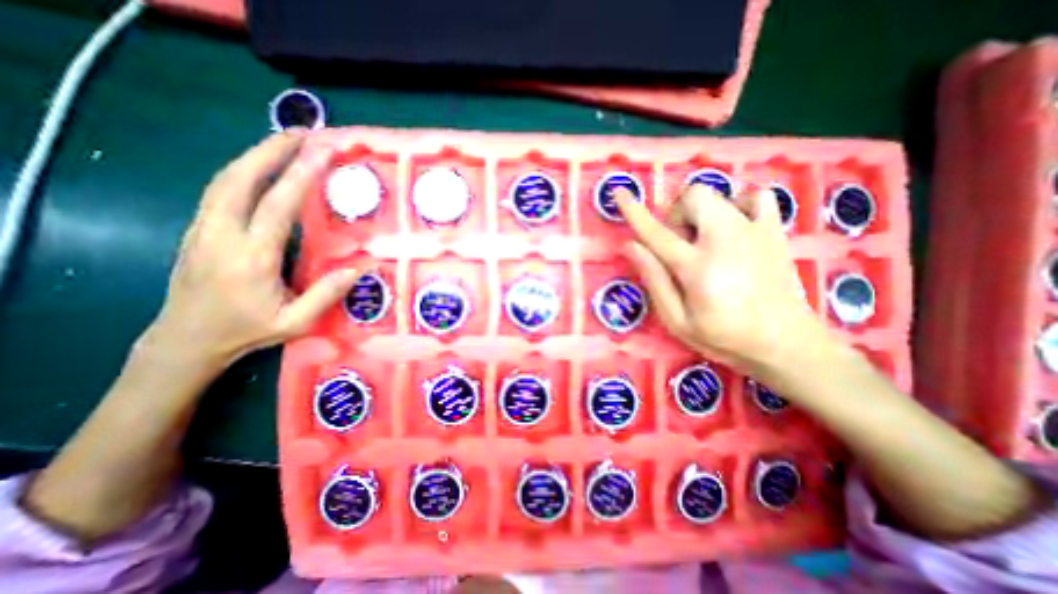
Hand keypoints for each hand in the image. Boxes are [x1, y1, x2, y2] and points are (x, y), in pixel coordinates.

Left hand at [144, 132, 358, 370]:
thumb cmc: (247, 330)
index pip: (276, 207)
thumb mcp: (296, 322)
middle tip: (301, 133)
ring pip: (224, 179)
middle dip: (271, 151)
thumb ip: (327, 294)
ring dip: (255, 155)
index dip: (298, 177)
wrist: (186, 338)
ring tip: (285, 141)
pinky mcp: (198, 229)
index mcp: (251, 258)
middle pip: (240, 180)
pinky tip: (260, 166)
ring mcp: (203, 229)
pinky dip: (243, 170)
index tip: (319, 153)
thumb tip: (360, 267)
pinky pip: (219, 190)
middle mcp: (221, 235)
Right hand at [617, 185, 821, 369]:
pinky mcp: (773, 232)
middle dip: (677, 214)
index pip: (656, 232)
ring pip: (719, 194)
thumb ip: (654, 280)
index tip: (619, 192)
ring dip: (701, 213)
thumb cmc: (723, 337)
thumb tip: (630, 246)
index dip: (633, 211)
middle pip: (693, 197)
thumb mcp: (677, 320)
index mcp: (697, 267)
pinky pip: (755, 197)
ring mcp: (754, 231)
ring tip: (706, 242)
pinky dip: (737, 206)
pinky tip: (734, 229)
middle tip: (680, 245)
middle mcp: (725, 239)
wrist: (786, 343)